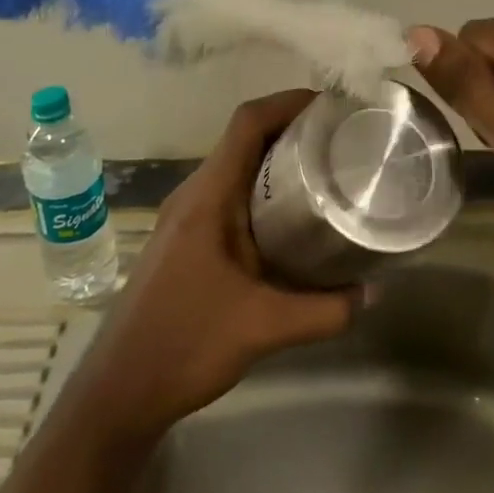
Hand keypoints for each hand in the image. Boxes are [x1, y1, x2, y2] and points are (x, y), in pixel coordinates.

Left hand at [76, 89, 359, 443]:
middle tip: (342, 140)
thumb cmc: (185, 344)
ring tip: (328, 172)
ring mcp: (186, 217)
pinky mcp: (186, 239)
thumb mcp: (265, 327)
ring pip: (237, 169)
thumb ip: (326, 311)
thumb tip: (374, 292)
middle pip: (245, 139)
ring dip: (279, 162)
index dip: (288, 102)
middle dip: (293, 130)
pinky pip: (230, 196)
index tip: (332, 106)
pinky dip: (264, 192)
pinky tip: (294, 221)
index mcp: (207, 197)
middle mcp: (194, 194)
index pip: (247, 123)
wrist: (119, 390)